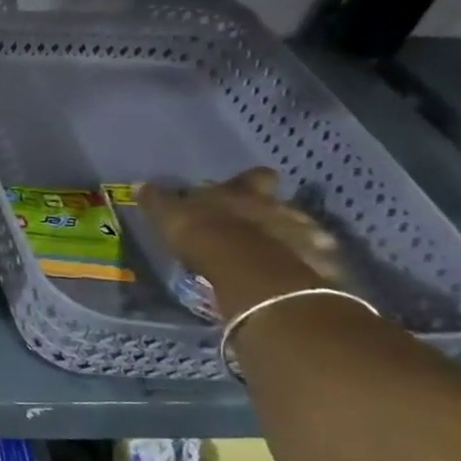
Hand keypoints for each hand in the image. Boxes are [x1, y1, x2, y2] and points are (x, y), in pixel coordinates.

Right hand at [137, 169, 342, 320]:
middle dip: (274, 214)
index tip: (240, 191)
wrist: (252, 273)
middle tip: (256, 229)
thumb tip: (140, 184)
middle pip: (282, 204)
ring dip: (291, 243)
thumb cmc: (206, 235)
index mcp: (244, 192)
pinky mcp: (321, 266)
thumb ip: (158, 201)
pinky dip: (303, 271)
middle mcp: (280, 207)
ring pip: (304, 233)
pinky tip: (289, 284)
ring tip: (272, 262)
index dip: (248, 183)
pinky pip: (314, 265)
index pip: (253, 177)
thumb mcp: (170, 216)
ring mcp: (307, 235)